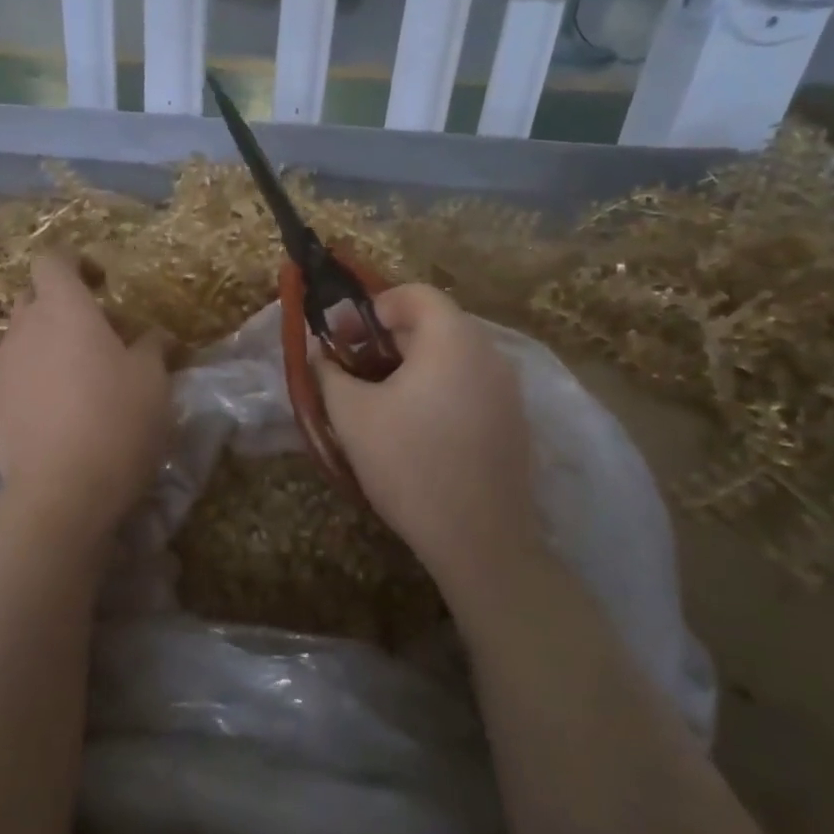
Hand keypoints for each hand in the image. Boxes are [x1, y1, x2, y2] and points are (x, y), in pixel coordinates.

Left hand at [0, 255, 170, 526]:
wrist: (61, 492)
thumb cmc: (116, 421)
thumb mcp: (153, 380)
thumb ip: (151, 346)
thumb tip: (153, 335)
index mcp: (64, 310)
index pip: (52, 260)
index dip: (74, 263)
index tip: (101, 283)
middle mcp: (24, 330)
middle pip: (34, 298)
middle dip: (61, 307)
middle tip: (97, 335)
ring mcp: (1, 369)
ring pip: (23, 340)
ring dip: (48, 347)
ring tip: (79, 381)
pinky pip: (13, 379)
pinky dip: (34, 383)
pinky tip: (58, 416)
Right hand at [318, 285, 537, 589]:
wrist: (479, 539)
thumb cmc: (408, 464)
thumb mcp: (352, 414)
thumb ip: (330, 372)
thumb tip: (321, 353)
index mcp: (452, 339)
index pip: (413, 294)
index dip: (372, 307)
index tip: (343, 338)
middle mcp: (488, 353)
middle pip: (434, 322)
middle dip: (386, 337)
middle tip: (353, 368)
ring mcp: (507, 389)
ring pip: (451, 355)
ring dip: (411, 363)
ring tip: (378, 397)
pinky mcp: (512, 420)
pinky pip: (469, 383)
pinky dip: (437, 387)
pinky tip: (414, 425)